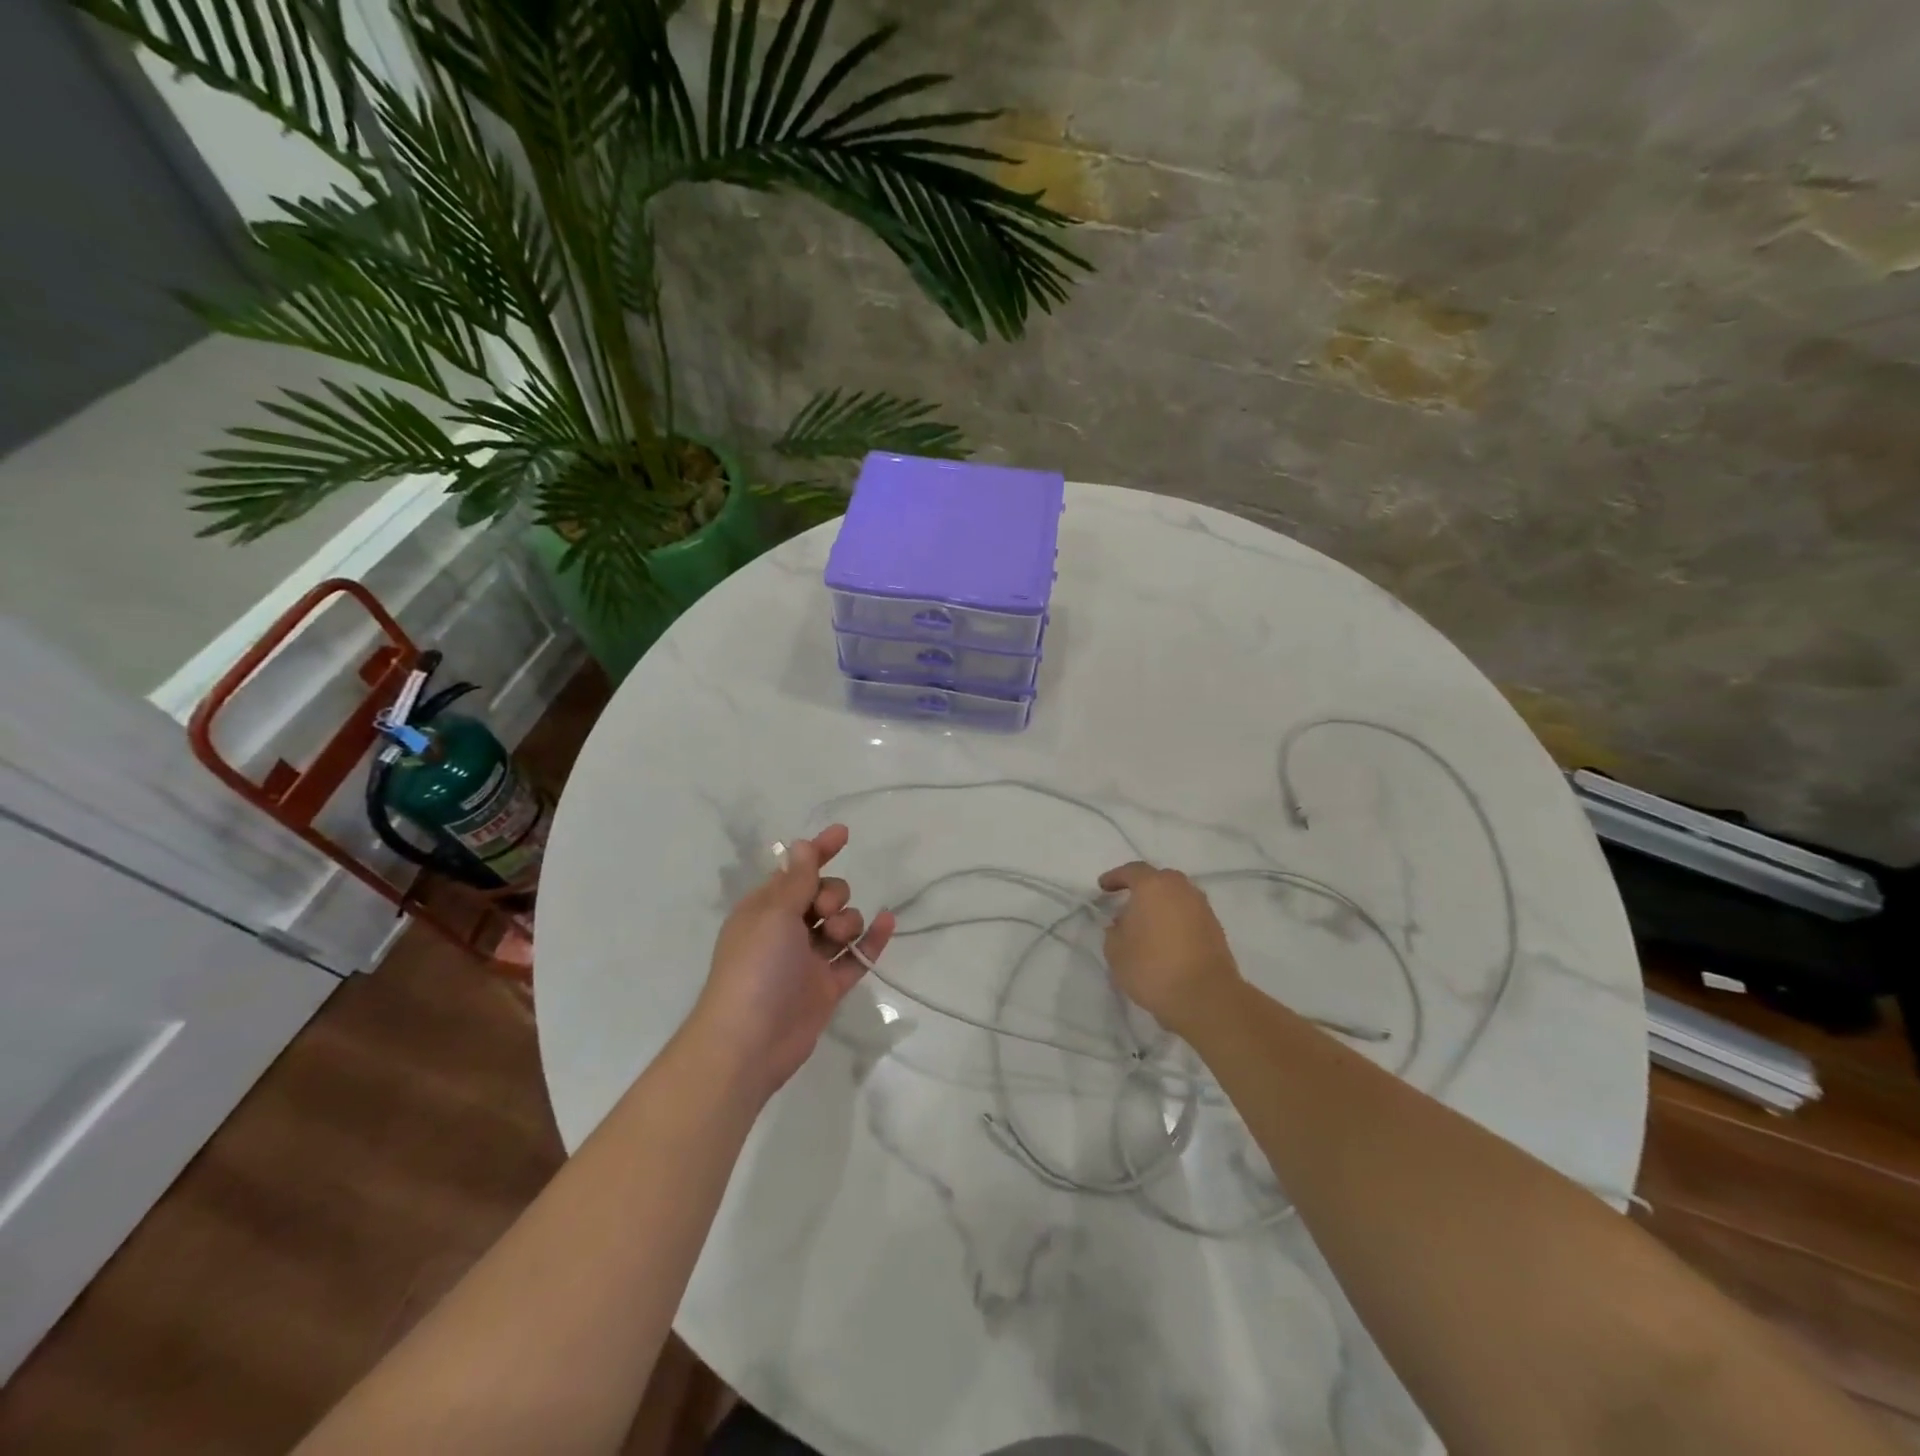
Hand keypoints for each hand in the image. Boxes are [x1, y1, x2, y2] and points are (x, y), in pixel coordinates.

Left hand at [690, 824, 895, 1100]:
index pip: (797, 870)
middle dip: (833, 894)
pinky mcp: (827, 987)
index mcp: (765, 909)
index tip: (844, 833)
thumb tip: (802, 844)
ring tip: (838, 936)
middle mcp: (787, 931)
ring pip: (842, 924)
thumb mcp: (774, 914)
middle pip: (824, 895)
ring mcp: (808, 960)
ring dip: (849, 920)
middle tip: (823, 910)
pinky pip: (855, 956)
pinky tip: (887, 921)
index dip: (819, 851)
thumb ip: (797, 880)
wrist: (749, 1042)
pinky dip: (871, 940)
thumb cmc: (755, 968)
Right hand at [1098, 861, 1242, 1035]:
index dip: (1115, 878)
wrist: (1205, 997)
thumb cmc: (1152, 968)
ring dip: (1161, 905)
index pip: (1131, 871)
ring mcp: (1202, 907)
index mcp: (1153, 886)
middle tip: (1127, 905)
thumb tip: (1123, 923)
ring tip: (1147, 925)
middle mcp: (1180, 888)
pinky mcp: (1215, 927)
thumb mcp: (1115, 951)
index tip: (1103, 888)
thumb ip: (1114, 930)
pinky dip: (1176, 919)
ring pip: (1176, 896)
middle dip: (1142, 889)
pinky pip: (1189, 914)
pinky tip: (1166, 939)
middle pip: (1158, 880)